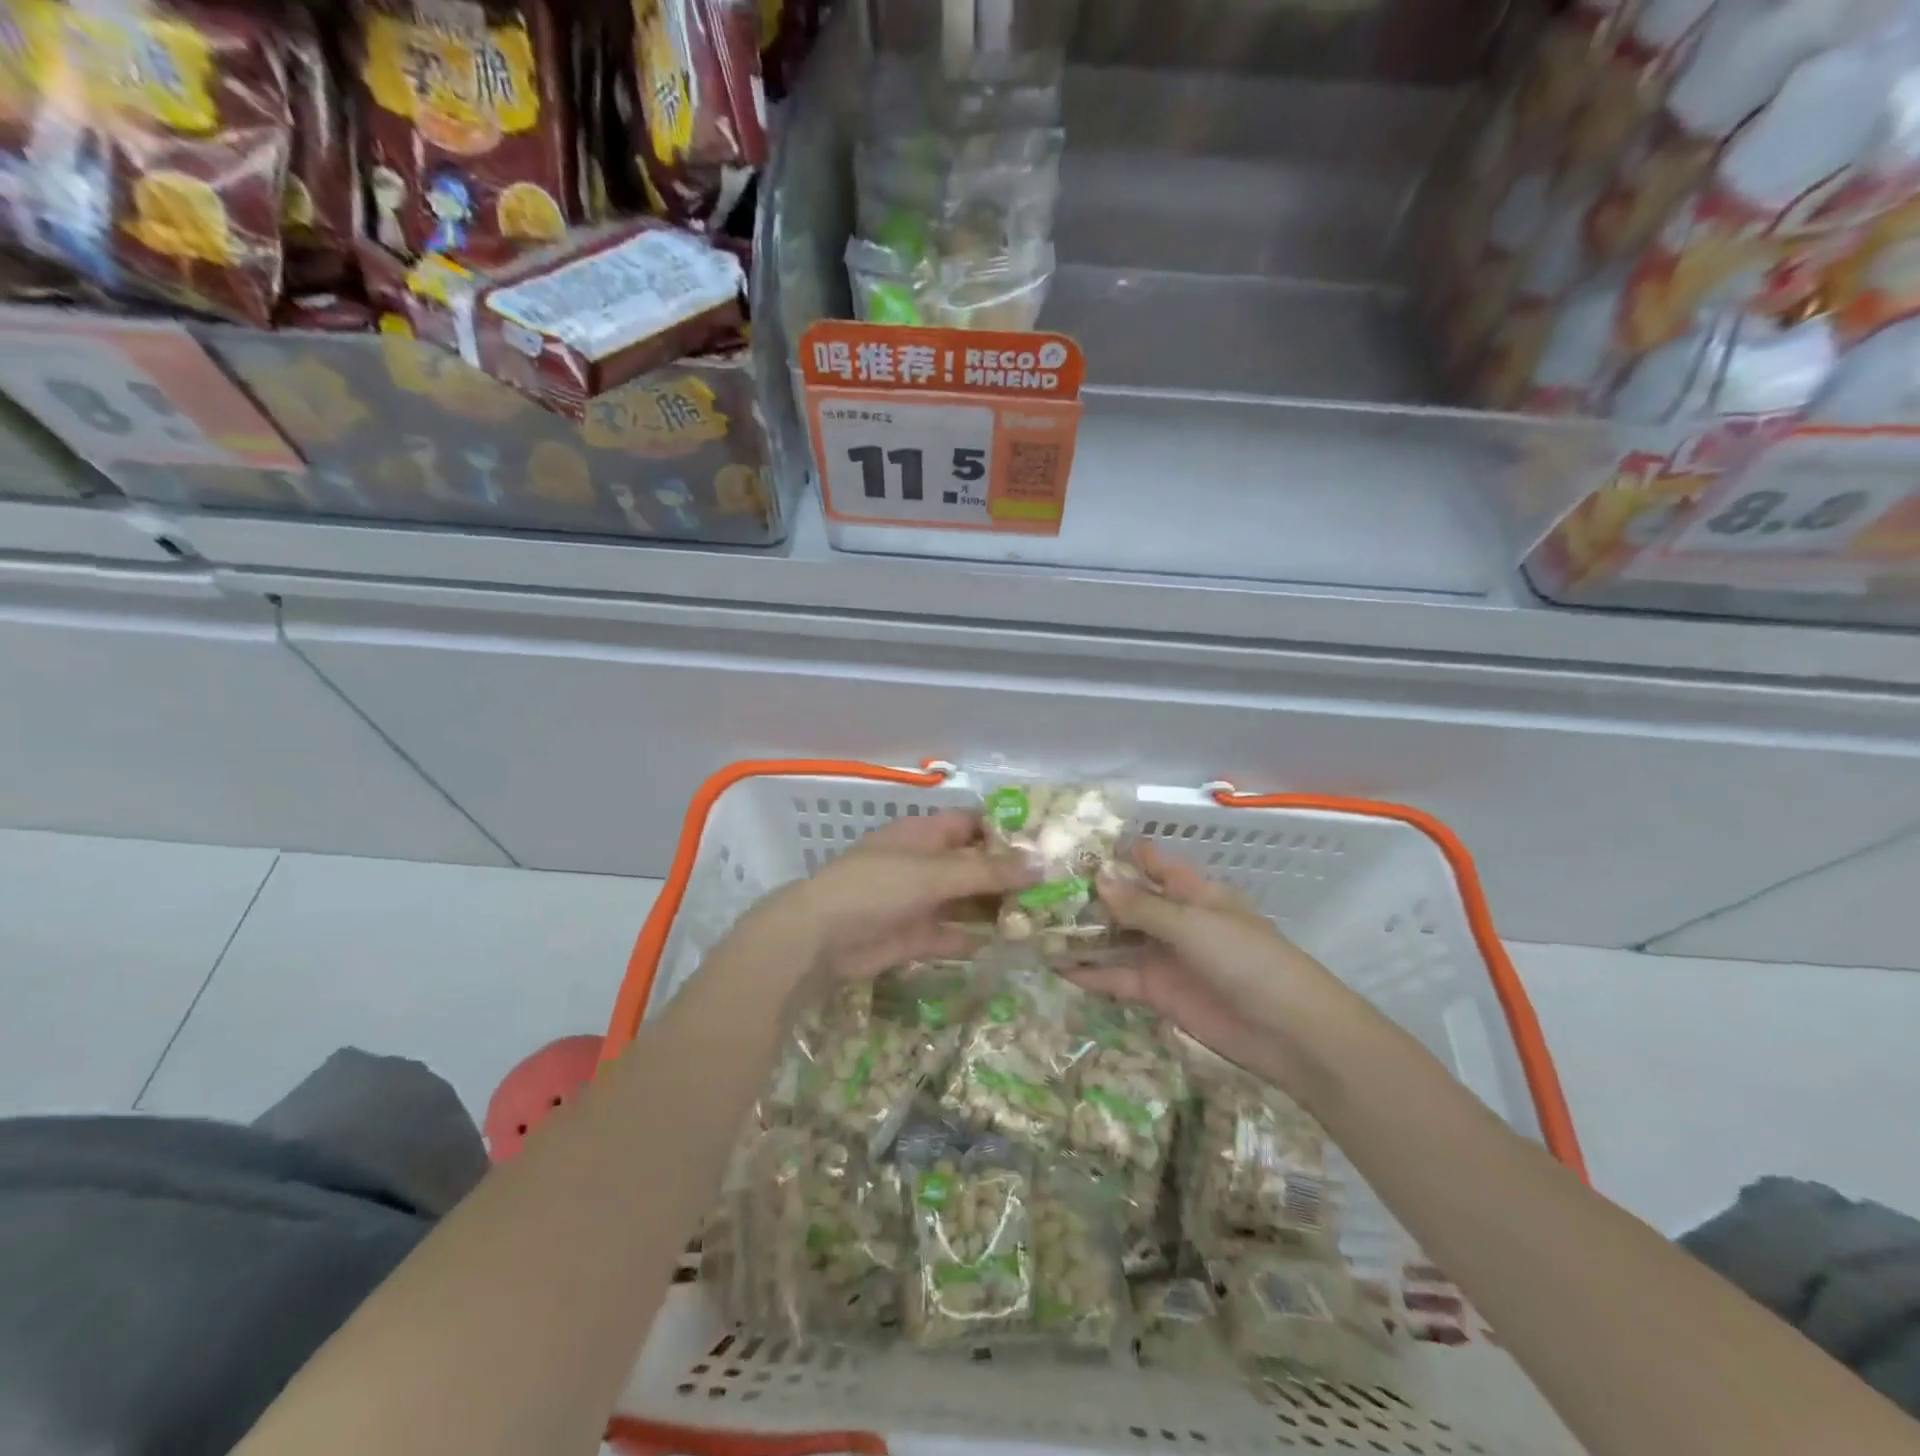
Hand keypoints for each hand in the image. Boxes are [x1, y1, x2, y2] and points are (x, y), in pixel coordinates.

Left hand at [772, 810, 1036, 982]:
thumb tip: (1041, 861)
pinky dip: (979, 940)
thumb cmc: (877, 887)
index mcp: (926, 835)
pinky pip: (955, 935)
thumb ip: (987, 871)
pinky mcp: (917, 936)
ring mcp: (921, 901)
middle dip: (1010, 876)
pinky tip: (1013, 947)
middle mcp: (926, 864)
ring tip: (1045, 918)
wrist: (821, 938)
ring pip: (968, 901)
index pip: (974, 824)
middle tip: (1058, 889)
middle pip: (976, 865)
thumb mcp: (934, 873)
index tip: (1048, 844)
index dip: (1007, 832)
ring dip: (999, 909)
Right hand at [1062, 841, 1369, 1098]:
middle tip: (1037, 887)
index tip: (1072, 845)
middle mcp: (1174, 920)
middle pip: (1125, 902)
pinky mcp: (1157, 993)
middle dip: (1088, 895)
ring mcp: (1164, 957)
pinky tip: (1054, 966)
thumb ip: (1143, 905)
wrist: (1289, 1033)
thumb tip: (1098, 877)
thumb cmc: (1248, 960)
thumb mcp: (1194, 925)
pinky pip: (1117, 977)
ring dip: (1082, 934)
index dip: (1117, 854)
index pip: (1150, 864)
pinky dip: (1089, 972)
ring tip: (1034, 925)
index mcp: (1192, 892)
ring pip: (1115, 939)